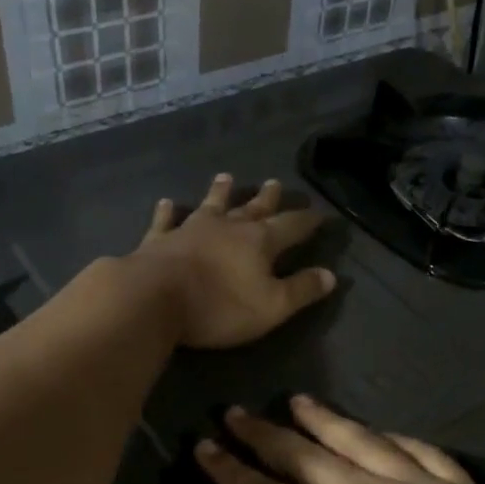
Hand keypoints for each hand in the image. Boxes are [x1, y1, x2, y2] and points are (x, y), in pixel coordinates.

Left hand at [136, 174, 336, 349]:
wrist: (154, 299)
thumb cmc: (219, 306)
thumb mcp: (272, 306)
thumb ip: (301, 290)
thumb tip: (330, 275)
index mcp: (259, 242)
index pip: (291, 226)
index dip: (307, 221)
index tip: (320, 213)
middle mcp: (227, 227)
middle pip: (252, 208)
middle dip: (267, 198)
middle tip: (276, 182)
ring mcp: (190, 229)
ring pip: (211, 205)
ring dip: (220, 192)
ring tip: (227, 177)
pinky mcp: (159, 240)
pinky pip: (166, 220)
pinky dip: (168, 211)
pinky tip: (167, 202)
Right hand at [196, 396, 484, 483]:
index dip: (234, 474)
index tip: (204, 447)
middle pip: (310, 458)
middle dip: (267, 436)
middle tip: (235, 412)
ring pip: (362, 442)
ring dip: (324, 421)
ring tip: (296, 401)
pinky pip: (419, 451)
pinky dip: (391, 436)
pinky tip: (381, 432)